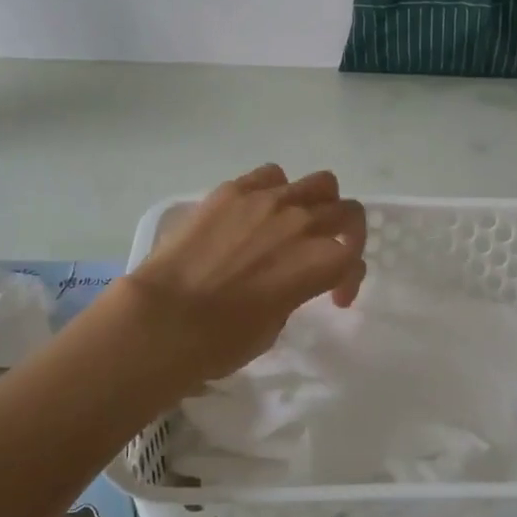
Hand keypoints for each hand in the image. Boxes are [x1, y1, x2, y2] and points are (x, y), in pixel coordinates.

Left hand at [112, 165, 367, 390]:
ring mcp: (268, 200)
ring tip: (299, 222)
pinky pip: (270, 176)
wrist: (164, 318)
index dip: (348, 281)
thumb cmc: (222, 340)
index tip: (334, 298)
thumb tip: (284, 281)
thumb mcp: (274, 326)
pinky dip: (275, 191)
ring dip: (319, 203)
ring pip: (319, 183)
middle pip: (347, 212)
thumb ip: (293, 293)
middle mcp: (303, 223)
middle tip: (327, 252)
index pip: (353, 260)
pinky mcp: (233, 190)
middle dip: (346, 234)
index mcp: (321, 262)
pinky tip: (258, 211)